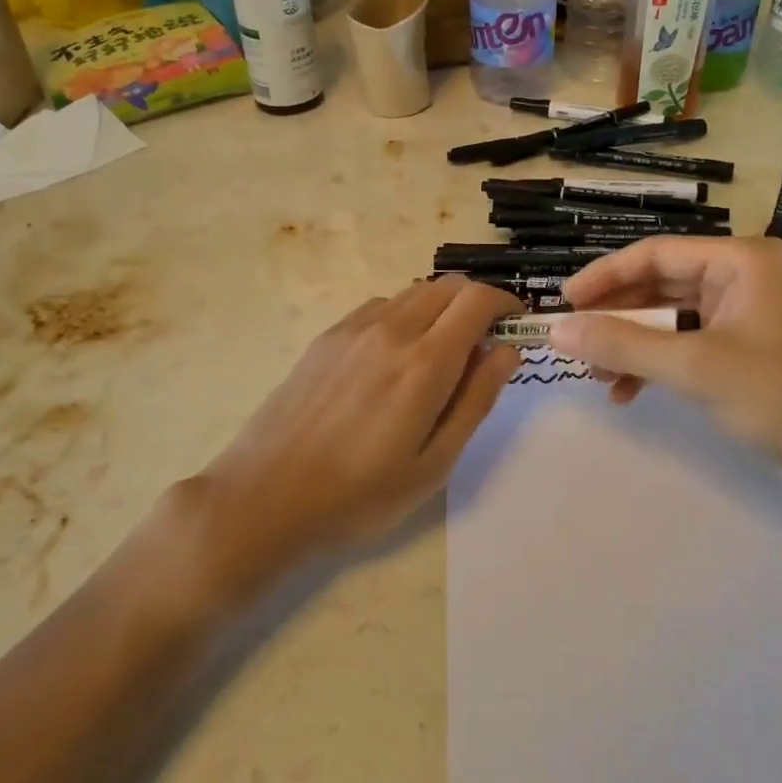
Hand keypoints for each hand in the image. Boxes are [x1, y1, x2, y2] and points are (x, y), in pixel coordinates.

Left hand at [182, 276, 522, 595]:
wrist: (266, 496)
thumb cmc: (360, 494)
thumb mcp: (434, 463)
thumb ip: (476, 399)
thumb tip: (507, 350)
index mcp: (424, 363)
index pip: (478, 299)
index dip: (506, 304)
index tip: (515, 327)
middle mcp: (391, 330)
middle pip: (448, 286)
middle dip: (477, 303)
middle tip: (483, 345)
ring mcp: (353, 328)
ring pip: (414, 293)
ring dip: (441, 309)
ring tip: (440, 356)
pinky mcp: (328, 337)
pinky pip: (381, 308)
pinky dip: (405, 317)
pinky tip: (395, 359)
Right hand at [549, 236, 781, 481]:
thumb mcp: (694, 366)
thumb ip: (622, 344)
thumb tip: (556, 331)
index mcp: (742, 261)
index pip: (656, 254)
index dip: (604, 276)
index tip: (563, 303)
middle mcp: (744, 279)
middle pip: (660, 285)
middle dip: (615, 315)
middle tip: (573, 340)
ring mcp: (746, 318)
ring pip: (670, 319)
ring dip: (631, 344)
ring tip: (594, 374)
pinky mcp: (746, 355)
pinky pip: (686, 347)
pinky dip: (655, 366)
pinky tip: (626, 394)